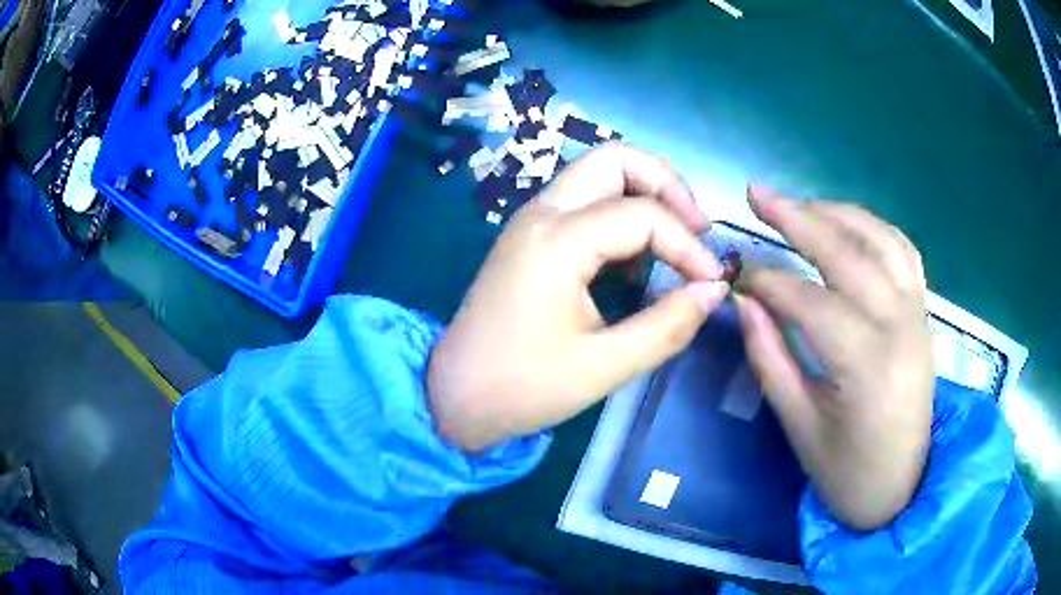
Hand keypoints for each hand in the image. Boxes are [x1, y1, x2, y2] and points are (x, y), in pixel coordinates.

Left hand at [428, 145, 728, 451]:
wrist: (455, 396)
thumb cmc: (523, 387)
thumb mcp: (604, 366)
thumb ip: (667, 325)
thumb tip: (715, 290)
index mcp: (556, 242)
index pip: (643, 215)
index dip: (689, 245)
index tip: (713, 282)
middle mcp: (542, 214)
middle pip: (615, 159)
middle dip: (667, 185)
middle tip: (697, 230)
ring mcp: (532, 220)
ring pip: (598, 173)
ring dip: (645, 193)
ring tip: (674, 241)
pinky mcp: (530, 235)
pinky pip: (585, 200)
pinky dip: (621, 212)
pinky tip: (636, 257)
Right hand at [736, 186, 933, 530]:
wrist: (902, 486)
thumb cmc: (846, 470)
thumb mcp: (799, 426)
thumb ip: (770, 359)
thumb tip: (743, 302)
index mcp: (867, 367)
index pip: (810, 302)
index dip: (767, 281)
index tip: (734, 274)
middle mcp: (900, 327)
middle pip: (848, 254)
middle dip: (798, 219)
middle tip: (756, 196)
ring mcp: (918, 314)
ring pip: (881, 240)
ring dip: (837, 214)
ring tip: (800, 205)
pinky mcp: (924, 313)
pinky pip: (903, 252)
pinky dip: (873, 228)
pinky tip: (848, 224)